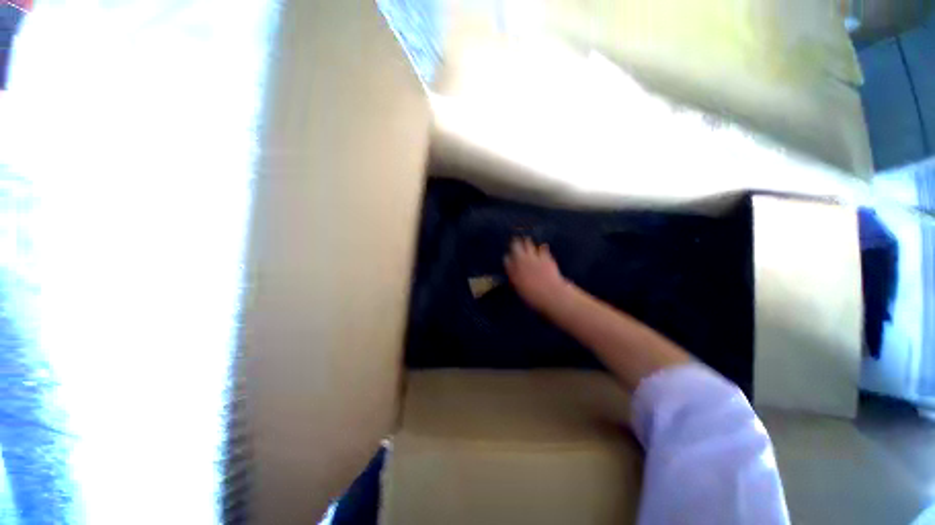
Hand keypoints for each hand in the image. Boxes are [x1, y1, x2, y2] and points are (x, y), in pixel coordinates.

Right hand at [504, 237, 567, 310]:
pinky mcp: (545, 257)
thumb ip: (517, 280)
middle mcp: (521, 261)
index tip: (508, 256)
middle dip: (515, 243)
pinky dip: (542, 247)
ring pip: (527, 244)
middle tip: (515, 240)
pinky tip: (542, 246)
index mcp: (513, 271)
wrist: (551, 294)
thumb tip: (515, 277)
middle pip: (515, 247)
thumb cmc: (534, 296)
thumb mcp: (521, 290)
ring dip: (526, 242)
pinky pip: (542, 248)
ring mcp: (533, 258)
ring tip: (526, 239)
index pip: (507, 259)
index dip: (508, 257)